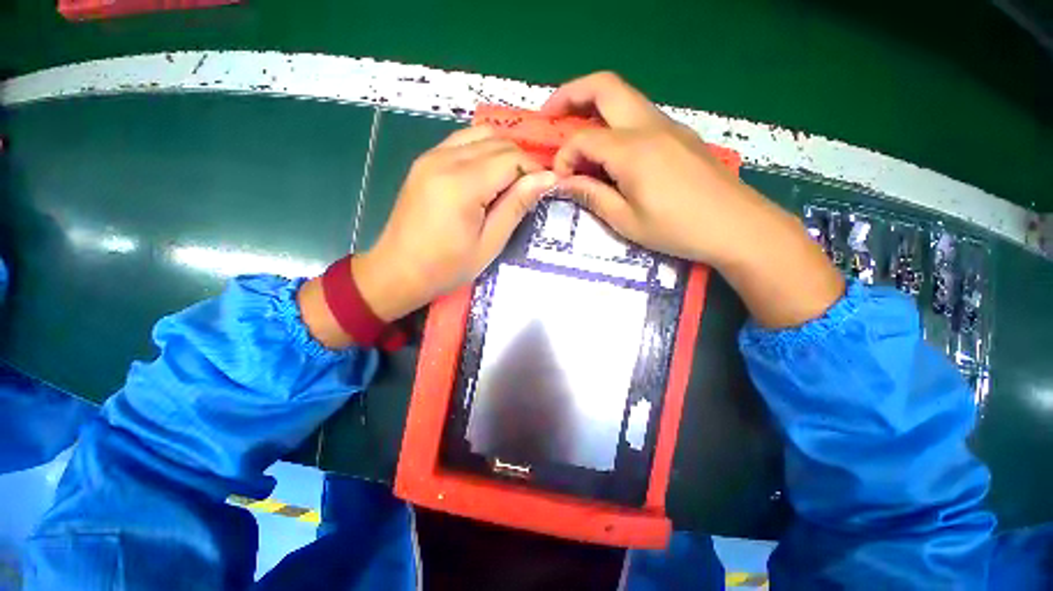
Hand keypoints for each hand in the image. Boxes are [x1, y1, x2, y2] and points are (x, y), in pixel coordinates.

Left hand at [299, 126, 555, 347]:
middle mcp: (444, 159)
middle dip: (520, 160)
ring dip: (502, 153)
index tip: (544, 188)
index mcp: (462, 184)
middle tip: (528, 190)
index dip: (533, 170)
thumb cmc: (446, 267)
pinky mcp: (424, 161)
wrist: (397, 271)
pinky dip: (482, 151)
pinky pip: (461, 141)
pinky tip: (486, 177)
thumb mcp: (489, 243)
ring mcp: (430, 156)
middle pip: (497, 141)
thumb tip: (547, 178)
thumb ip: (517, 206)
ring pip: (479, 134)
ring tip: (509, 183)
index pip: (511, 158)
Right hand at [544, 72, 842, 327]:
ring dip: (592, 106)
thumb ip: (592, 196)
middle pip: (605, 86)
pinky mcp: (679, 135)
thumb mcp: (626, 221)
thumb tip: (566, 182)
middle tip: (549, 116)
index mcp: (633, 150)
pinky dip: (614, 122)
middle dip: (570, 94)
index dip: (564, 156)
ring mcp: (668, 126)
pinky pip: (638, 115)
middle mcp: (649, 126)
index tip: (560, 180)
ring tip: (575, 134)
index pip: (583, 138)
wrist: (738, 226)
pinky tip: (609, 150)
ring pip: (623, 97)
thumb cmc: (678, 229)